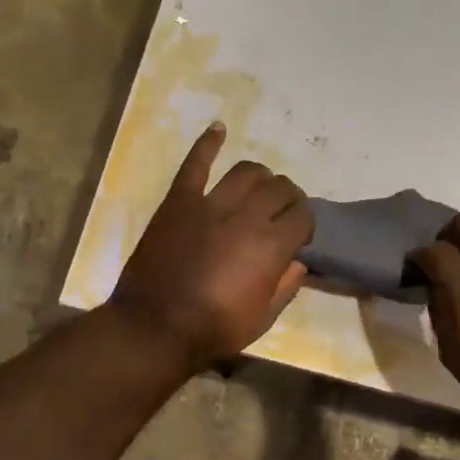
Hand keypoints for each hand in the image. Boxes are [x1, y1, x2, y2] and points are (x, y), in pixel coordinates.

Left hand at [111, 124, 313, 367]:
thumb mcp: (262, 319)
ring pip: (247, 172)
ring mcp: (209, 204)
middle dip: (289, 198)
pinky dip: (208, 143)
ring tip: (260, 187)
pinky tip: (219, 129)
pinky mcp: (178, 201)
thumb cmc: (213, 330)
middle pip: (280, 189)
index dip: (305, 223)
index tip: (298, 234)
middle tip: (282, 212)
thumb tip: (298, 262)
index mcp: (271, 247)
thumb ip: (285, 287)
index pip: (303, 216)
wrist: (154, 328)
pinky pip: (196, 164)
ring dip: (261, 177)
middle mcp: (246, 217)